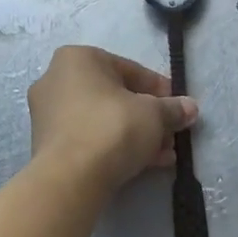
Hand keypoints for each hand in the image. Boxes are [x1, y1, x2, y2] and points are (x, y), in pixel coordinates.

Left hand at [28, 46, 198, 191]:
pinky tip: (144, 164)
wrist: (71, 177)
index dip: (159, 90)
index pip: (130, 69)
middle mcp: (56, 79)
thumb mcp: (154, 114)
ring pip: (102, 120)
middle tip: (170, 133)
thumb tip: (190, 108)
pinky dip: (115, 147)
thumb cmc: (113, 128)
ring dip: (135, 134)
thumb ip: (173, 108)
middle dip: (147, 116)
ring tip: (164, 154)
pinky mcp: (47, 145)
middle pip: (115, 96)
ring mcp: (47, 114)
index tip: (178, 107)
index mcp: (78, 59)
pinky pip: (89, 139)